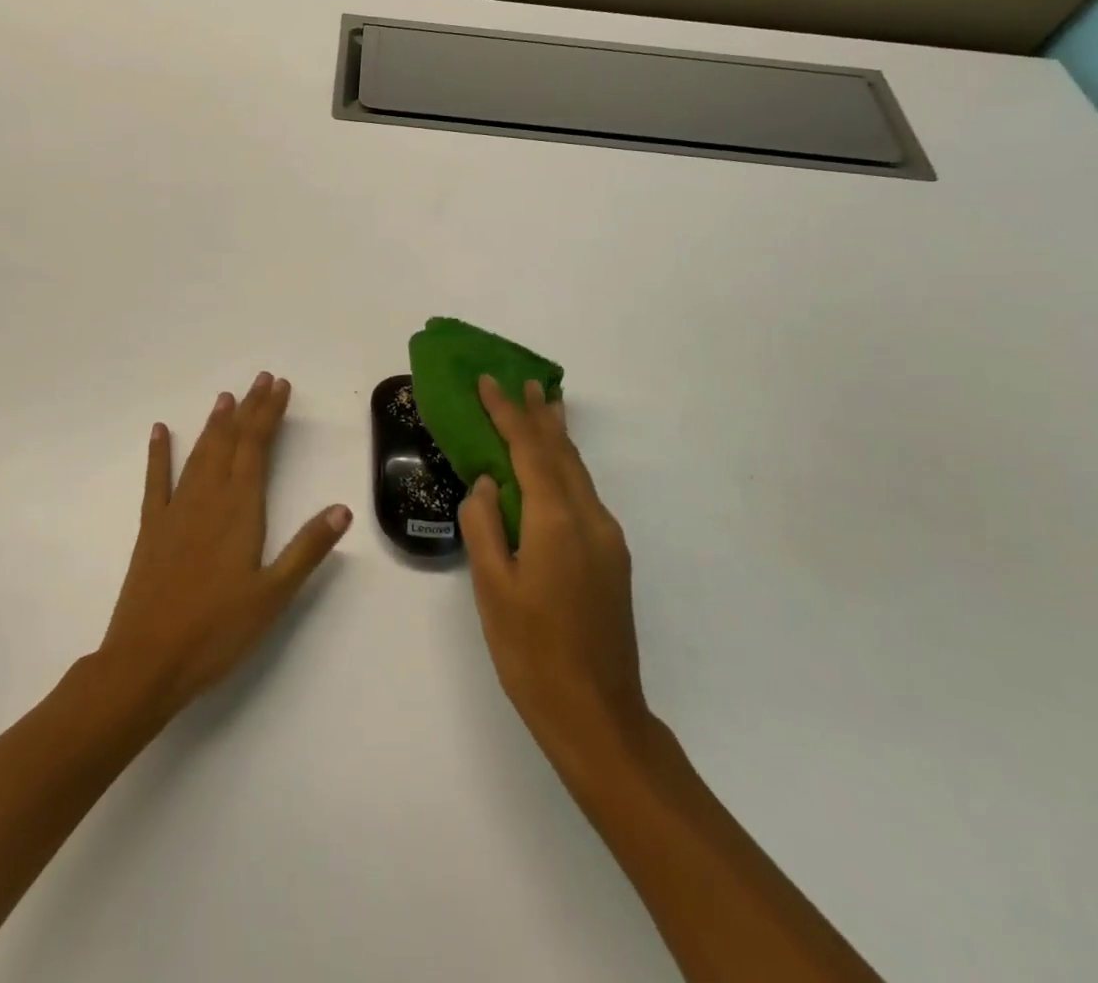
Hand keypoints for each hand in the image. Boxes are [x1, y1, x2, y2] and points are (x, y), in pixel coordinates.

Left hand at [98, 373, 351, 715]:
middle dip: (248, 408)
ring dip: (215, 423)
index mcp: (239, 510)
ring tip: (226, 397)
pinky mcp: (151, 528)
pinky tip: (159, 431)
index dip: (269, 414)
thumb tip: (342, 509)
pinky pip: (155, 481)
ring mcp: (175, 510)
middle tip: (261, 379)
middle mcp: (207, 498)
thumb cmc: (217, 631)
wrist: (146, 662)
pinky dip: (158, 453)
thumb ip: (307, 549)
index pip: (257, 447)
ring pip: (199, 454)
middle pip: (230, 441)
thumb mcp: (273, 596)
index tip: (281, 386)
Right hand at [459, 375, 656, 771]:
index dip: (507, 413)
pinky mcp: (612, 561)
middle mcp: (590, 519)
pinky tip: (554, 472)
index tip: (488, 382)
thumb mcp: (493, 588)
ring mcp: (607, 541)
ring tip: (545, 409)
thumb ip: (484, 525)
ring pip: (578, 473)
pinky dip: (565, 470)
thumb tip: (486, 483)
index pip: (529, 449)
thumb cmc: (533, 652)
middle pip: (562, 453)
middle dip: (541, 416)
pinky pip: (584, 496)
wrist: (599, 716)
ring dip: (557, 439)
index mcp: (557, 521)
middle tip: (525, 382)